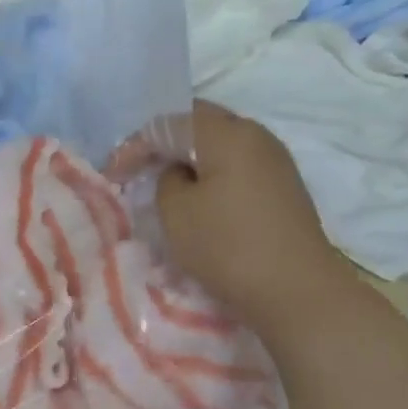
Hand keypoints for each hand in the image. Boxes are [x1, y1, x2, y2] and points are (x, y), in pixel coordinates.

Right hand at [156, 100, 359, 335]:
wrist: (293, 287)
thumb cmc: (227, 246)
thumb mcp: (176, 213)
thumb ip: (167, 181)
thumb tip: (179, 174)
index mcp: (228, 134)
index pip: (171, 121)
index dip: (136, 144)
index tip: (114, 175)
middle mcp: (256, 135)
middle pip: (201, 124)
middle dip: (165, 144)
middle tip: (138, 170)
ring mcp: (275, 161)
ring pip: (221, 146)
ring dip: (190, 161)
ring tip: (165, 186)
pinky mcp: (282, 187)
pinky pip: (237, 167)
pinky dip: (211, 176)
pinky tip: (199, 200)